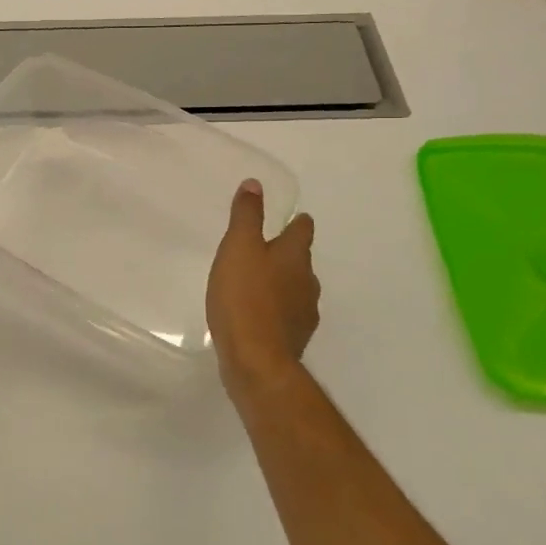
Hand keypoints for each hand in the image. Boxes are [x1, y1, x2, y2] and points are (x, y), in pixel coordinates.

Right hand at [206, 179, 319, 388]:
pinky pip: (286, 316)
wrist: (255, 361)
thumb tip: (256, 183)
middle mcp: (307, 281)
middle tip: (261, 252)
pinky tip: (256, 316)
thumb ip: (247, 216)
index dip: (295, 222)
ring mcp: (304, 313)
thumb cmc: (244, 297)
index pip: (303, 229)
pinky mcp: (294, 339)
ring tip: (256, 285)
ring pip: (295, 289)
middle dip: (285, 255)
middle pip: (301, 260)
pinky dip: (275, 311)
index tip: (287, 220)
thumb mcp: (238, 248)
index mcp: (295, 256)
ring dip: (280, 284)